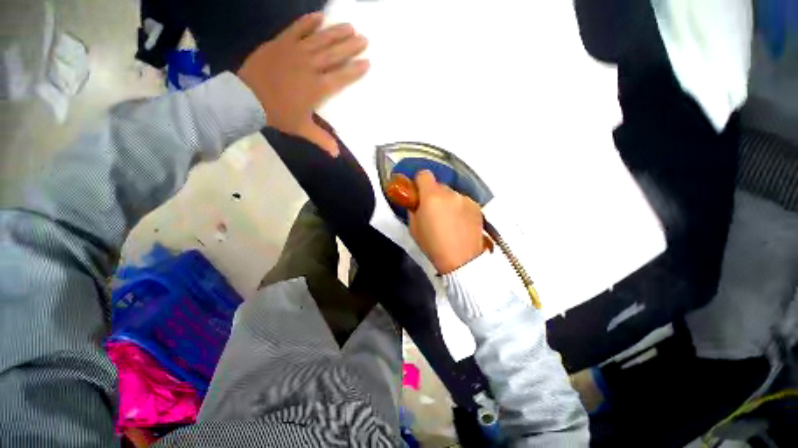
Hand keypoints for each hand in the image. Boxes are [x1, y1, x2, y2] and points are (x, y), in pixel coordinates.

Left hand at [237, 12, 368, 156]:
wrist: (247, 98)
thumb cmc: (279, 114)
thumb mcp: (302, 129)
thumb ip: (322, 139)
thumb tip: (336, 155)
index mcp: (318, 88)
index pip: (342, 77)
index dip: (355, 70)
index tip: (367, 62)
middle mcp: (310, 67)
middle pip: (335, 55)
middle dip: (351, 47)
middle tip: (364, 39)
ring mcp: (296, 52)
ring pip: (320, 39)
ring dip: (336, 32)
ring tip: (350, 26)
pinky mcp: (281, 43)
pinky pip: (297, 29)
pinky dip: (308, 22)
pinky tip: (319, 16)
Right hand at [409, 170, 485, 273]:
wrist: (462, 260)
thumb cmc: (433, 245)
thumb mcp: (414, 228)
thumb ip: (413, 209)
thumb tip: (416, 202)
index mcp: (431, 196)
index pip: (424, 174)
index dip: (419, 183)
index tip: (419, 194)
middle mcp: (450, 193)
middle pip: (438, 185)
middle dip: (434, 195)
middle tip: (433, 212)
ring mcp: (465, 198)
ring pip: (451, 194)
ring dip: (448, 202)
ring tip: (449, 221)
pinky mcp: (476, 206)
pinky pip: (463, 201)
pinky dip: (460, 208)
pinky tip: (460, 223)